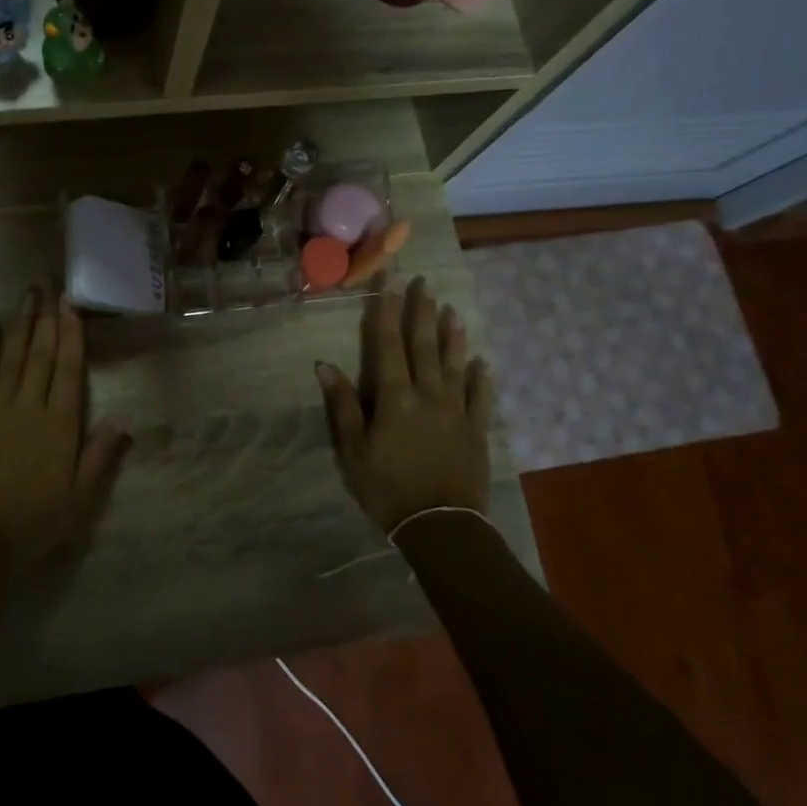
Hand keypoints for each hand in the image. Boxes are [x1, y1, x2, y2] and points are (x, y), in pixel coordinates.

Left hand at [0, 287, 129, 581]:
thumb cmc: (35, 523)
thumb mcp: (80, 498)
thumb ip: (101, 455)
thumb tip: (125, 417)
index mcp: (60, 425)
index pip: (68, 370)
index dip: (70, 335)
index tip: (71, 305)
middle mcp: (29, 408)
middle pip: (39, 355)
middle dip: (46, 318)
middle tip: (49, 285)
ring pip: (11, 359)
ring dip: (19, 326)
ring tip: (26, 297)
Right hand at [315, 276, 490, 534]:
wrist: (441, 525)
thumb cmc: (388, 487)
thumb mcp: (353, 450)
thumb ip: (343, 405)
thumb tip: (325, 365)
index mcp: (395, 397)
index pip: (389, 344)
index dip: (389, 310)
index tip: (392, 280)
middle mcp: (428, 394)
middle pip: (424, 345)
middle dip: (422, 311)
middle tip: (424, 282)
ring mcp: (456, 410)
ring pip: (454, 364)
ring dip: (452, 335)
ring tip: (452, 309)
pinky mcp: (476, 430)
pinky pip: (479, 397)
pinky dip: (480, 377)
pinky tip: (482, 362)